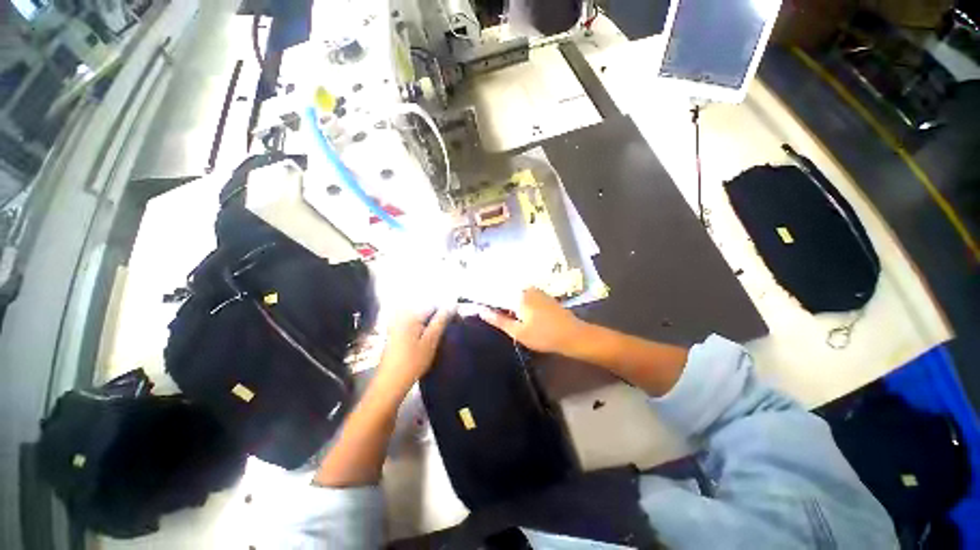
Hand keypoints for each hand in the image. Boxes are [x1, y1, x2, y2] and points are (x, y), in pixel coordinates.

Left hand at [373, 307, 453, 395]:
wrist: (390, 382)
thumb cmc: (413, 361)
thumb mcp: (431, 340)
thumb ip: (441, 320)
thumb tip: (453, 304)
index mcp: (410, 315)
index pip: (433, 305)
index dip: (446, 312)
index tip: (456, 322)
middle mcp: (402, 315)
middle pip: (426, 310)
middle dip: (438, 317)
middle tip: (448, 330)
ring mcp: (397, 324)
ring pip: (421, 318)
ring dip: (431, 323)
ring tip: (440, 335)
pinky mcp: (395, 333)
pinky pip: (414, 324)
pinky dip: (423, 329)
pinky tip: (428, 340)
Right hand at [477, 288, 586, 353]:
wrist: (573, 335)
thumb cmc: (544, 336)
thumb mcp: (518, 332)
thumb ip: (498, 320)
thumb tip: (481, 310)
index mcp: (519, 295)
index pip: (496, 293)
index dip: (486, 299)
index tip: (476, 304)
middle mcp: (527, 289)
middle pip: (506, 292)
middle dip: (497, 301)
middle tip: (488, 311)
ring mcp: (537, 291)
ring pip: (516, 294)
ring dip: (508, 302)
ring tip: (501, 313)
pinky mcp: (544, 296)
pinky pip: (525, 296)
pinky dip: (518, 303)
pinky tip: (518, 312)